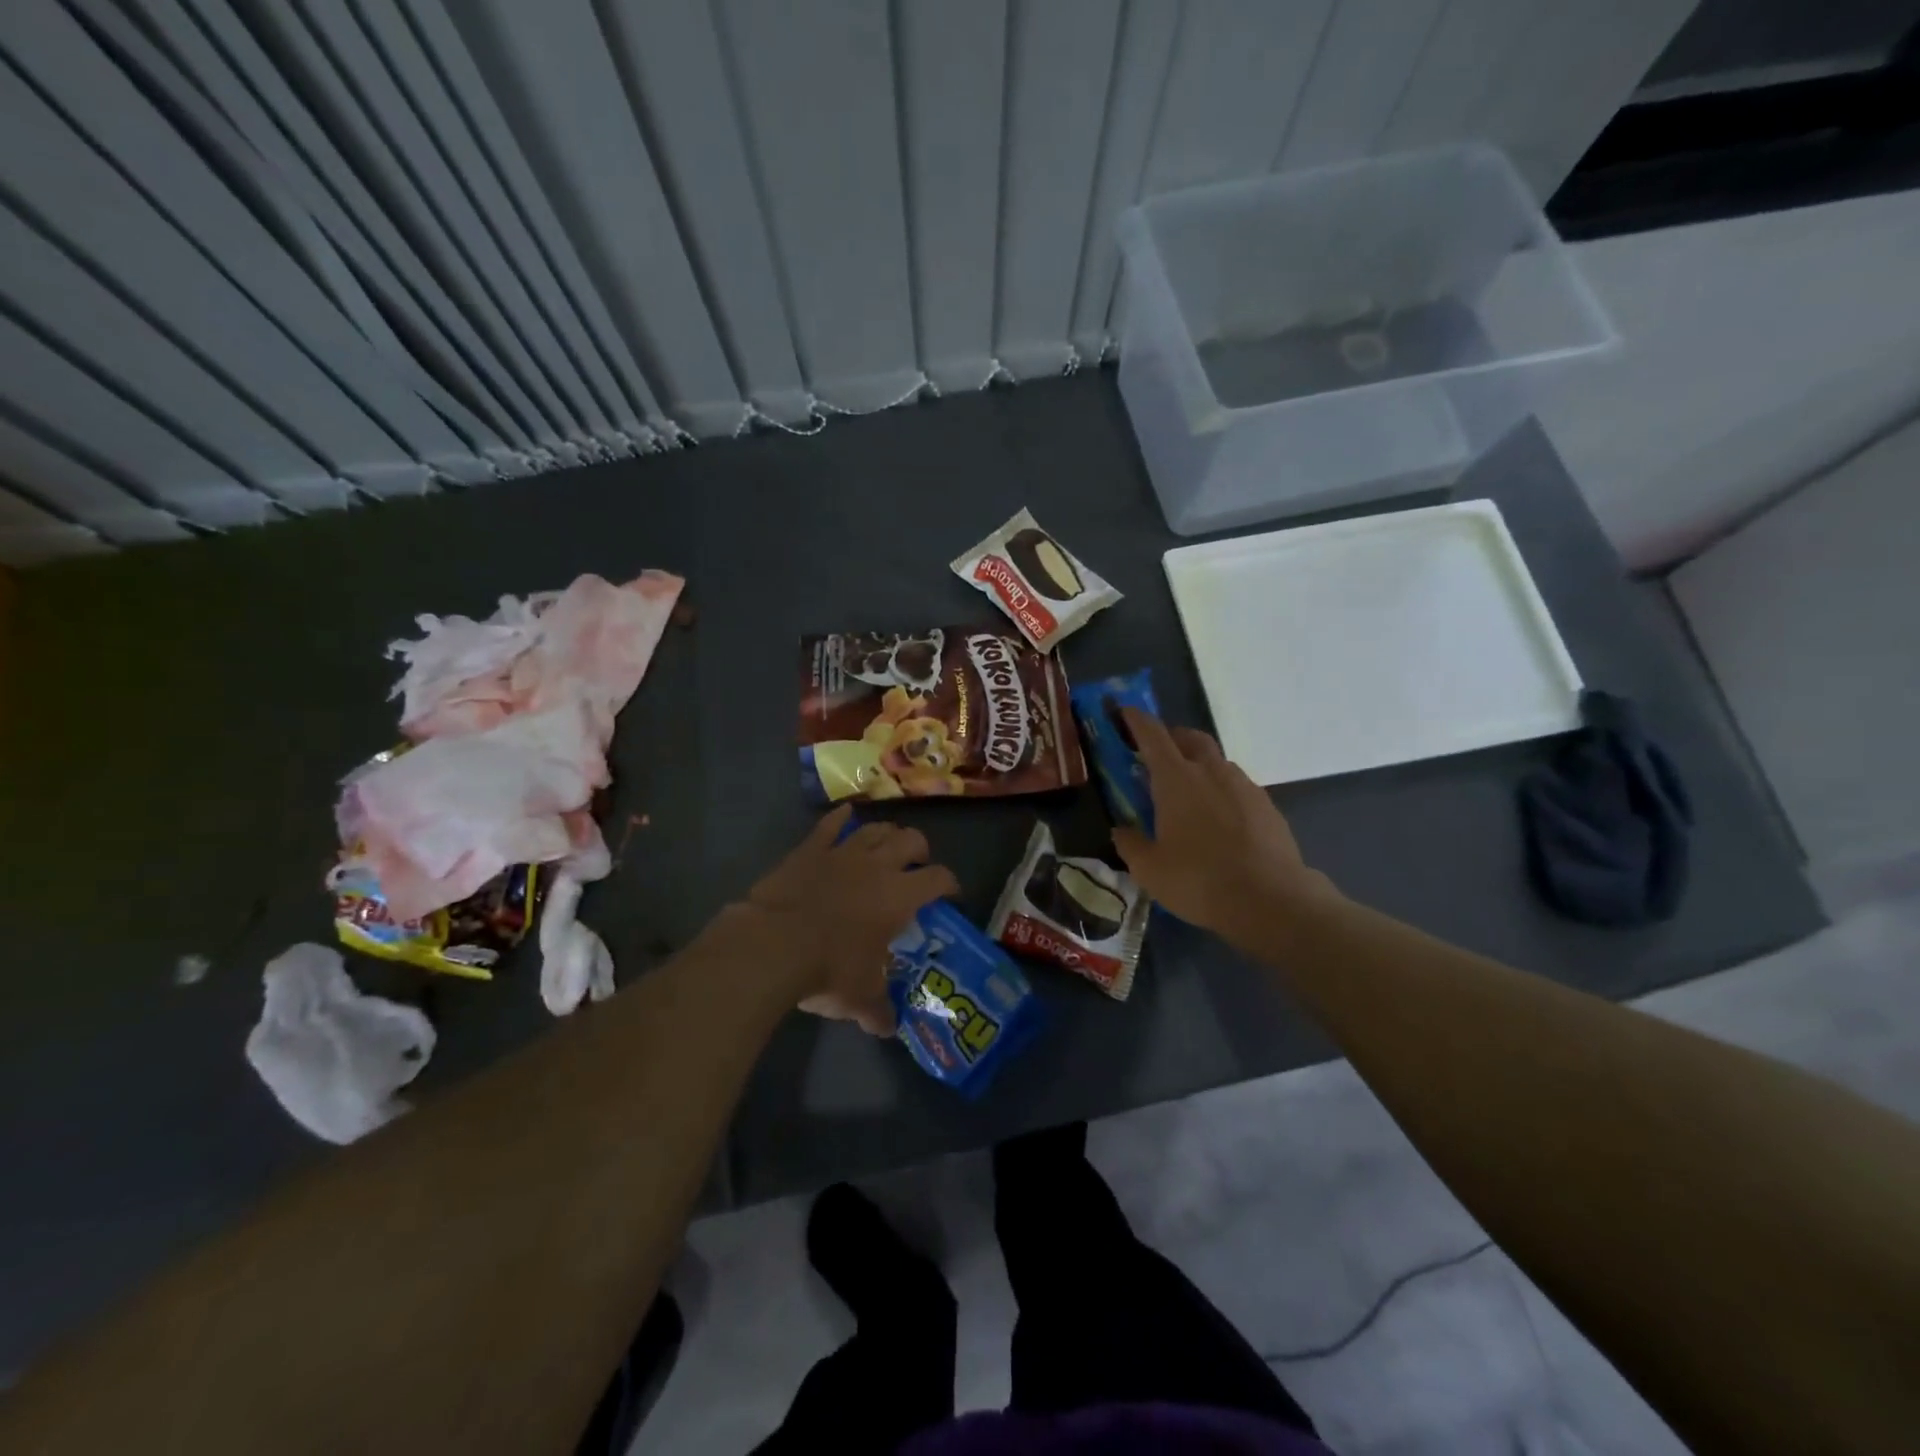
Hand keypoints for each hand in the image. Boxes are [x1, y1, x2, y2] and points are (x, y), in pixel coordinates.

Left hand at [738, 804, 958, 1034]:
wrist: (772, 945)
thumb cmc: (827, 970)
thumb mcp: (859, 998)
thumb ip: (878, 1011)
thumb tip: (887, 1029)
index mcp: (899, 897)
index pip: (938, 879)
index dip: (949, 883)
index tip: (950, 894)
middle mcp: (877, 866)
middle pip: (911, 840)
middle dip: (919, 849)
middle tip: (917, 864)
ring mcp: (842, 853)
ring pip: (875, 829)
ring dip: (886, 833)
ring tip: (887, 844)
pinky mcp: (810, 849)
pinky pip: (830, 825)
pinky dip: (840, 819)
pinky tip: (845, 815)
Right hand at [1111, 708, 1336, 952]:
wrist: (1271, 900)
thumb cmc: (1199, 880)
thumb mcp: (1149, 870)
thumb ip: (1130, 844)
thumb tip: (1121, 831)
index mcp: (1176, 779)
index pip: (1152, 735)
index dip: (1135, 720)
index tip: (1124, 712)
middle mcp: (1211, 771)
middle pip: (1190, 738)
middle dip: (1171, 738)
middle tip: (1157, 755)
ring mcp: (1244, 786)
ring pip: (1216, 762)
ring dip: (1199, 766)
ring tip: (1188, 794)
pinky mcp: (1267, 806)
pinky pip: (1237, 787)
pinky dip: (1221, 791)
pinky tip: (1218, 820)